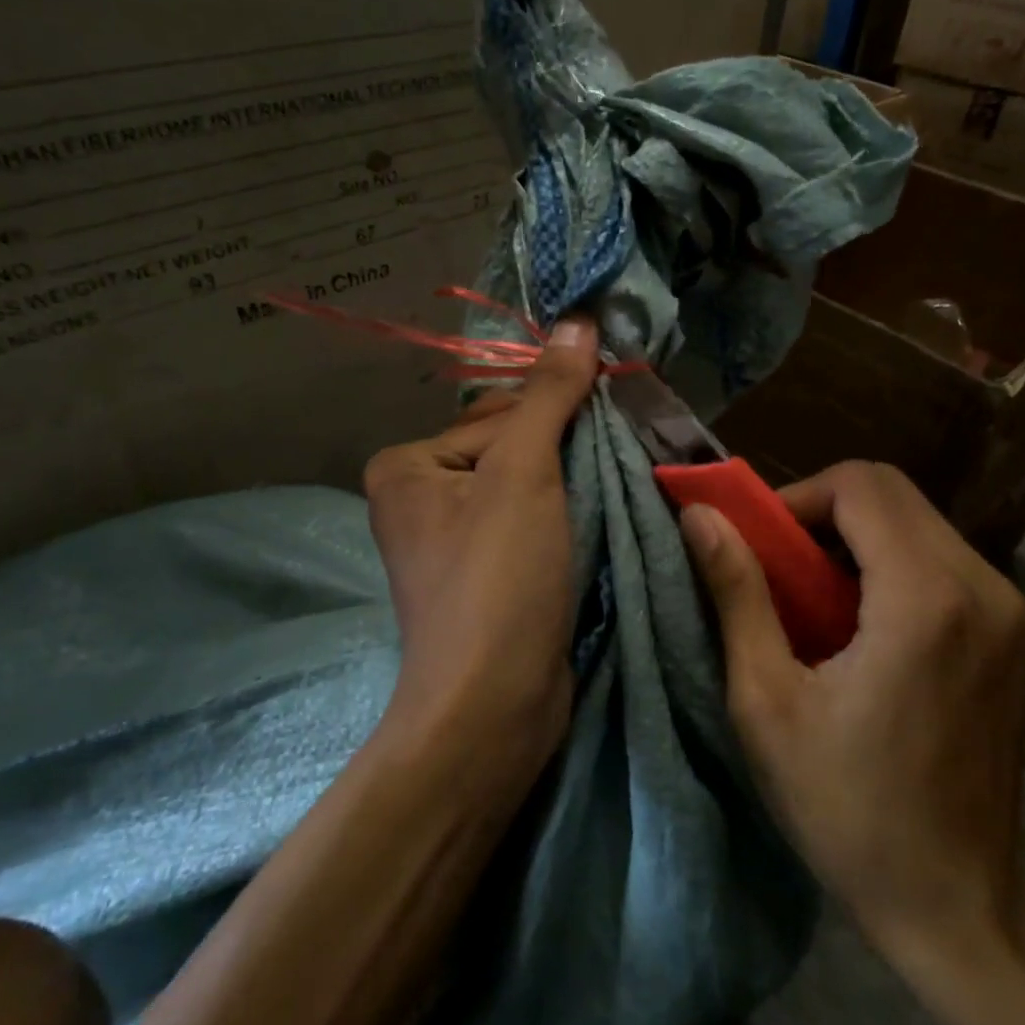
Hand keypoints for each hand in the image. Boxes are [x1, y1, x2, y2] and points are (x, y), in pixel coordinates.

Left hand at [363, 317, 598, 795]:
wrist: (495, 706)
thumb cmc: (497, 579)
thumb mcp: (524, 472)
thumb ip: (550, 395)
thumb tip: (578, 319)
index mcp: (407, 465)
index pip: (499, 416)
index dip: (556, 422)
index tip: (607, 428)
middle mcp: (419, 498)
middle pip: (514, 449)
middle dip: (566, 455)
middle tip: (617, 460)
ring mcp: (452, 543)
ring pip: (529, 490)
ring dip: (574, 488)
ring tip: (615, 491)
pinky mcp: (486, 577)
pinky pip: (532, 527)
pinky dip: (566, 523)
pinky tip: (596, 527)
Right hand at [679, 461, 1024, 973]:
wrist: (960, 907)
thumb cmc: (848, 808)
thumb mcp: (768, 701)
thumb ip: (736, 594)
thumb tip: (700, 518)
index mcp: (925, 599)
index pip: (861, 484)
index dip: (799, 497)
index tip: (762, 547)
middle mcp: (984, 589)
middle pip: (894, 494)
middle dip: (825, 513)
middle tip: (782, 570)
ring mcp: (1013, 614)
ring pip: (921, 525)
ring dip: (859, 541)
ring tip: (817, 604)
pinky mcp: (1020, 638)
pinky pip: (947, 563)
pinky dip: (895, 568)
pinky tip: (867, 629)